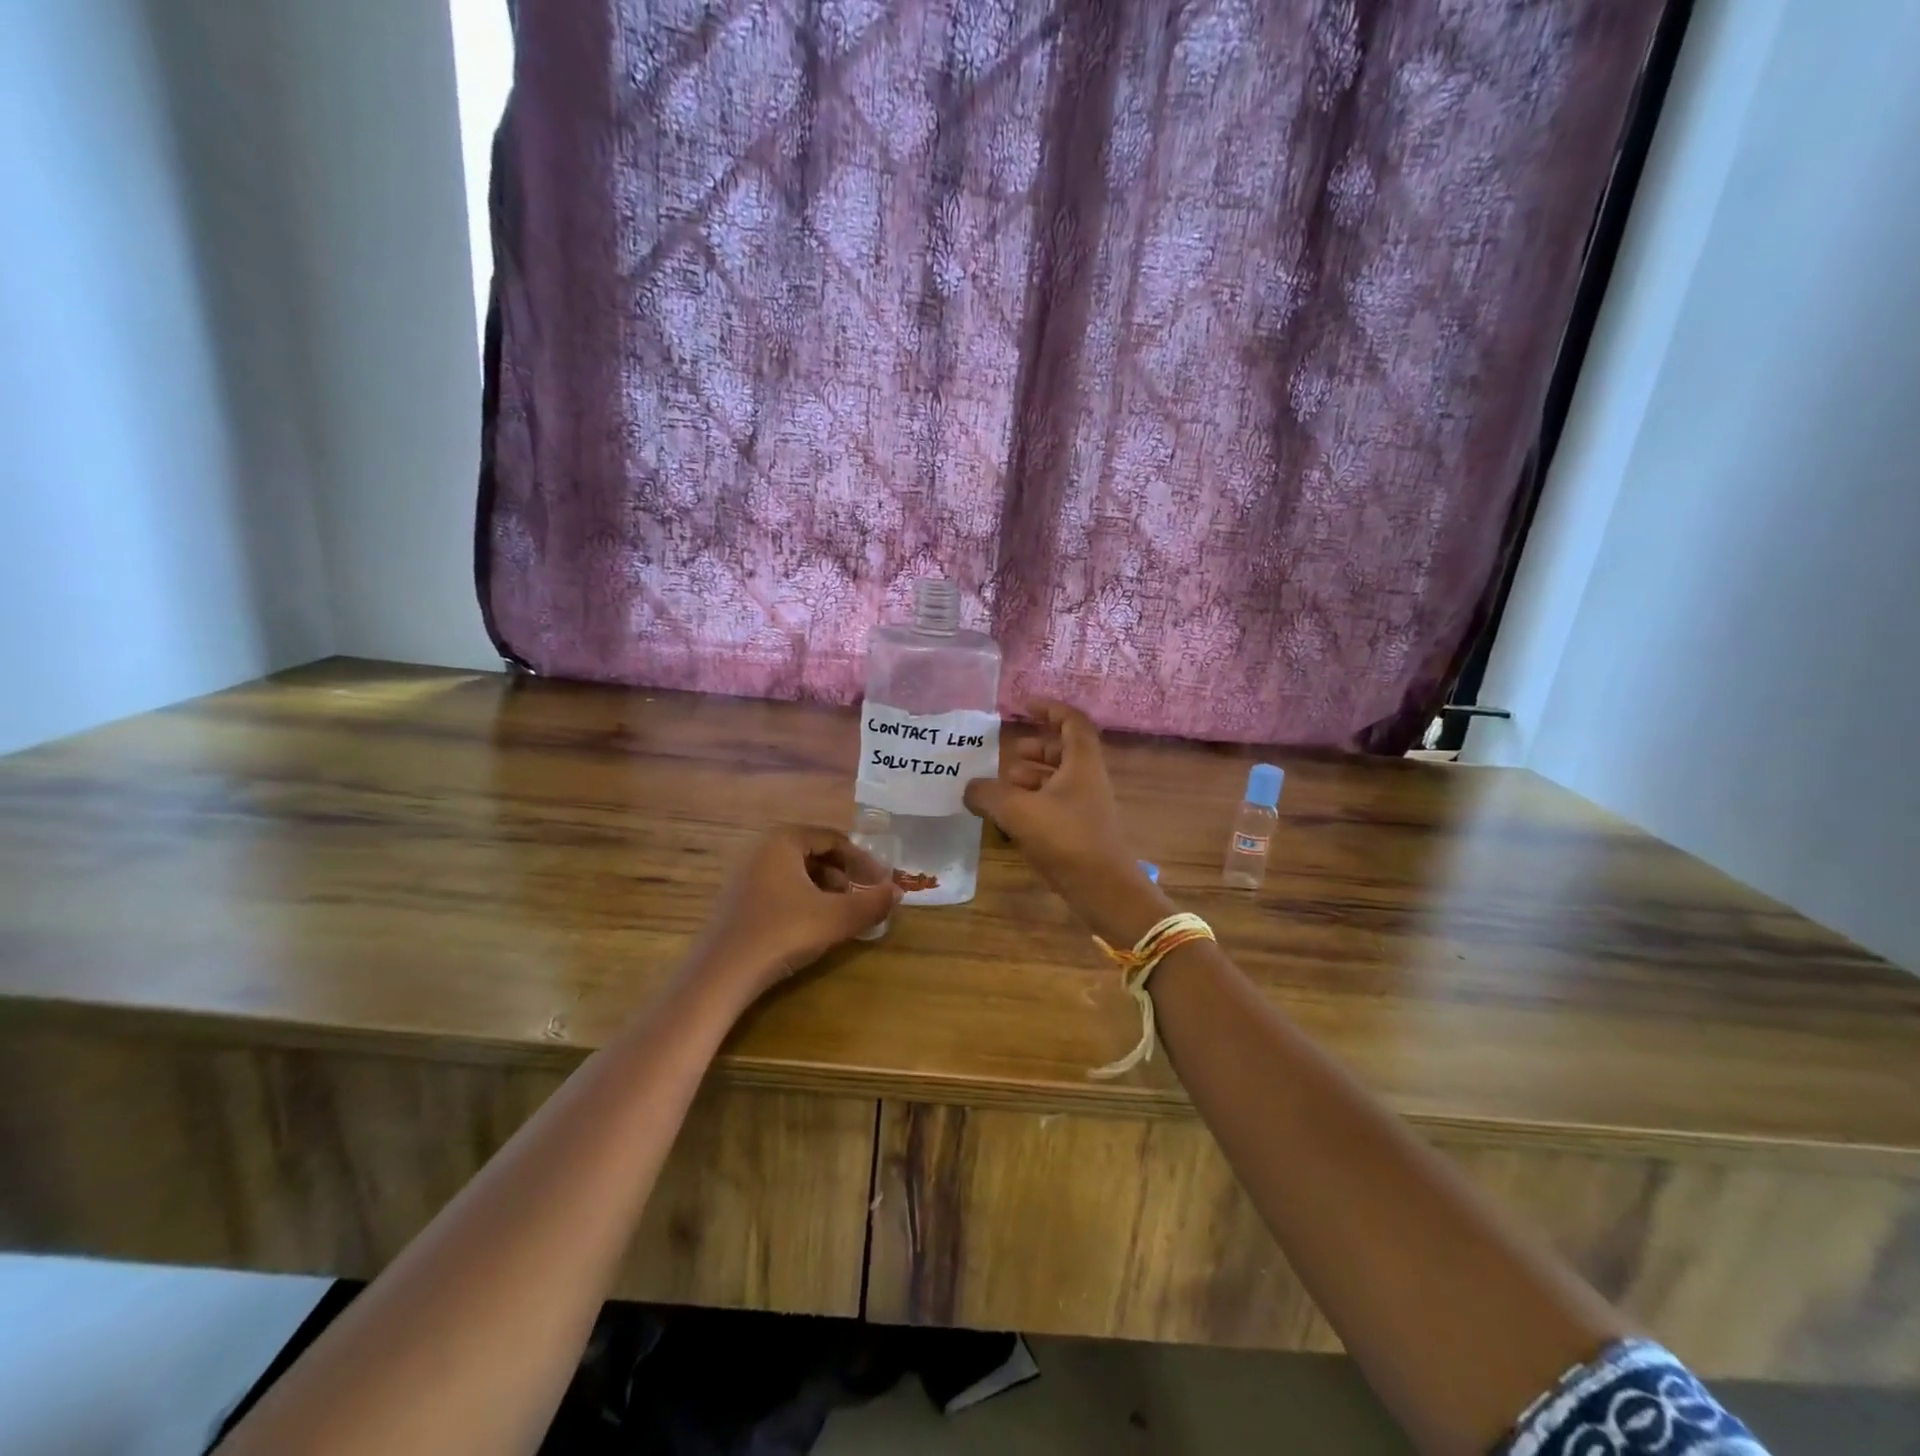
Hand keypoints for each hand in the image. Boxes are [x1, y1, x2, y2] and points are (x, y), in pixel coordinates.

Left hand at [688, 827, 899, 1002]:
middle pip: (815, 852)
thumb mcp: (835, 919)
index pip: (834, 839)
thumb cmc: (782, 933)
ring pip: (797, 872)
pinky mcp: (737, 900)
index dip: (863, 860)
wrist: (721, 975)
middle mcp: (761, 849)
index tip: (880, 883)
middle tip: (861, 898)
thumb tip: (898, 893)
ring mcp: (745, 874)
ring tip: (839, 914)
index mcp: (783, 840)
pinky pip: (779, 887)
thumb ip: (872, 904)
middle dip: (844, 874)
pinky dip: (803, 900)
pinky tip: (811, 926)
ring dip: (824, 889)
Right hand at [964, 701, 1170, 944]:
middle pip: (1064, 752)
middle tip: (1009, 754)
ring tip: (1002, 786)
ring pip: (1058, 780)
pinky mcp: (1081, 831)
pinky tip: (1010, 816)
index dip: (1051, 709)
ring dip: (1031, 777)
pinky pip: (1055, 804)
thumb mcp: (1017, 811)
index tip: (1026, 706)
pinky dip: (1033, 802)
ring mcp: (1086, 807)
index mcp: (1082, 763)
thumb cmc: (1065, 839)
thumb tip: (969, 788)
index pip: (1072, 722)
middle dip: (1036, 748)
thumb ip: (988, 794)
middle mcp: (1088, 780)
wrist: (1103, 889)